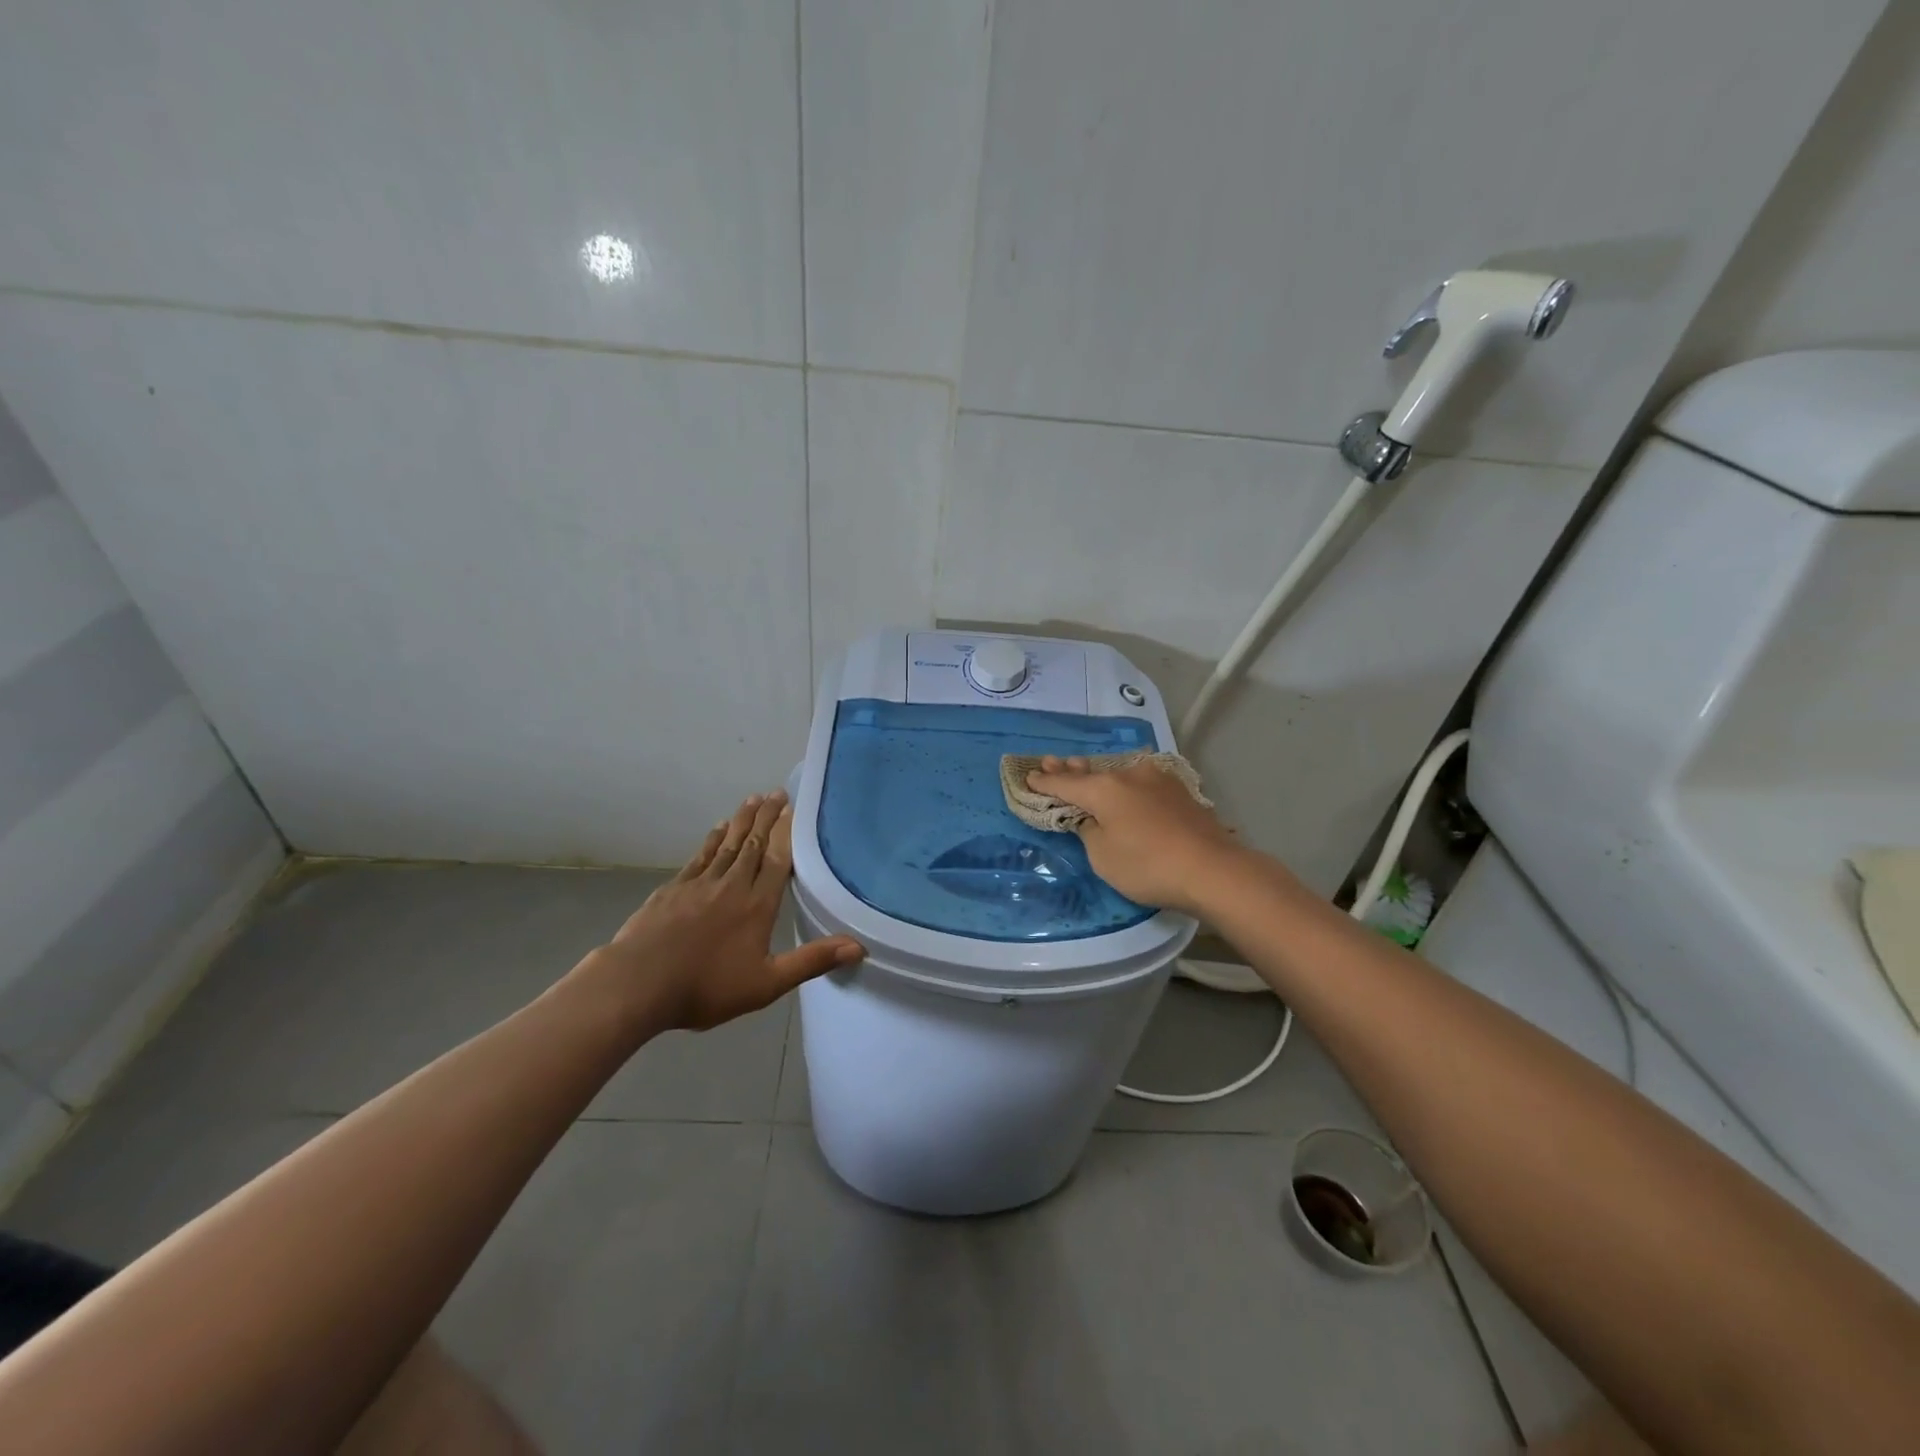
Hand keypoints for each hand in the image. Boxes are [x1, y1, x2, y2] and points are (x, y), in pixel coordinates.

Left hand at [590, 790, 862, 1031]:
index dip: (787, 833)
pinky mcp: (674, 889)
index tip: (794, 808)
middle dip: (767, 818)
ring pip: (728, 844)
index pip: (778, 860)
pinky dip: (712, 840)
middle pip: (754, 844)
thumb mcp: (766, 983)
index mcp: (758, 905)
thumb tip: (859, 946)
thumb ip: (811, 961)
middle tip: (776, 792)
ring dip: (742, 821)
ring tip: (753, 800)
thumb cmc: (706, 987)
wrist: (638, 984)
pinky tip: (718, 830)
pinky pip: (700, 856)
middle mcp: (732, 885)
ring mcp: (700, 884)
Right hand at [1026, 756, 1240, 915]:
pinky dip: (1125, 785)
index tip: (1030, 776)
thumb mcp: (1102, 856)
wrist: (1212, 870)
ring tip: (1084, 770)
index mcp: (1103, 788)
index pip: (1065, 783)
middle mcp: (1128, 775)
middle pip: (1092, 772)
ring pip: (1119, 774)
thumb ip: (1089, 831)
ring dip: (1100, 775)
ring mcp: (1157, 780)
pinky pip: (1140, 783)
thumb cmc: (1148, 866)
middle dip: (1070, 769)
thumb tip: (1093, 818)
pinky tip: (1125, 786)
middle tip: (1051, 761)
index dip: (1045, 782)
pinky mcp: (1179, 791)